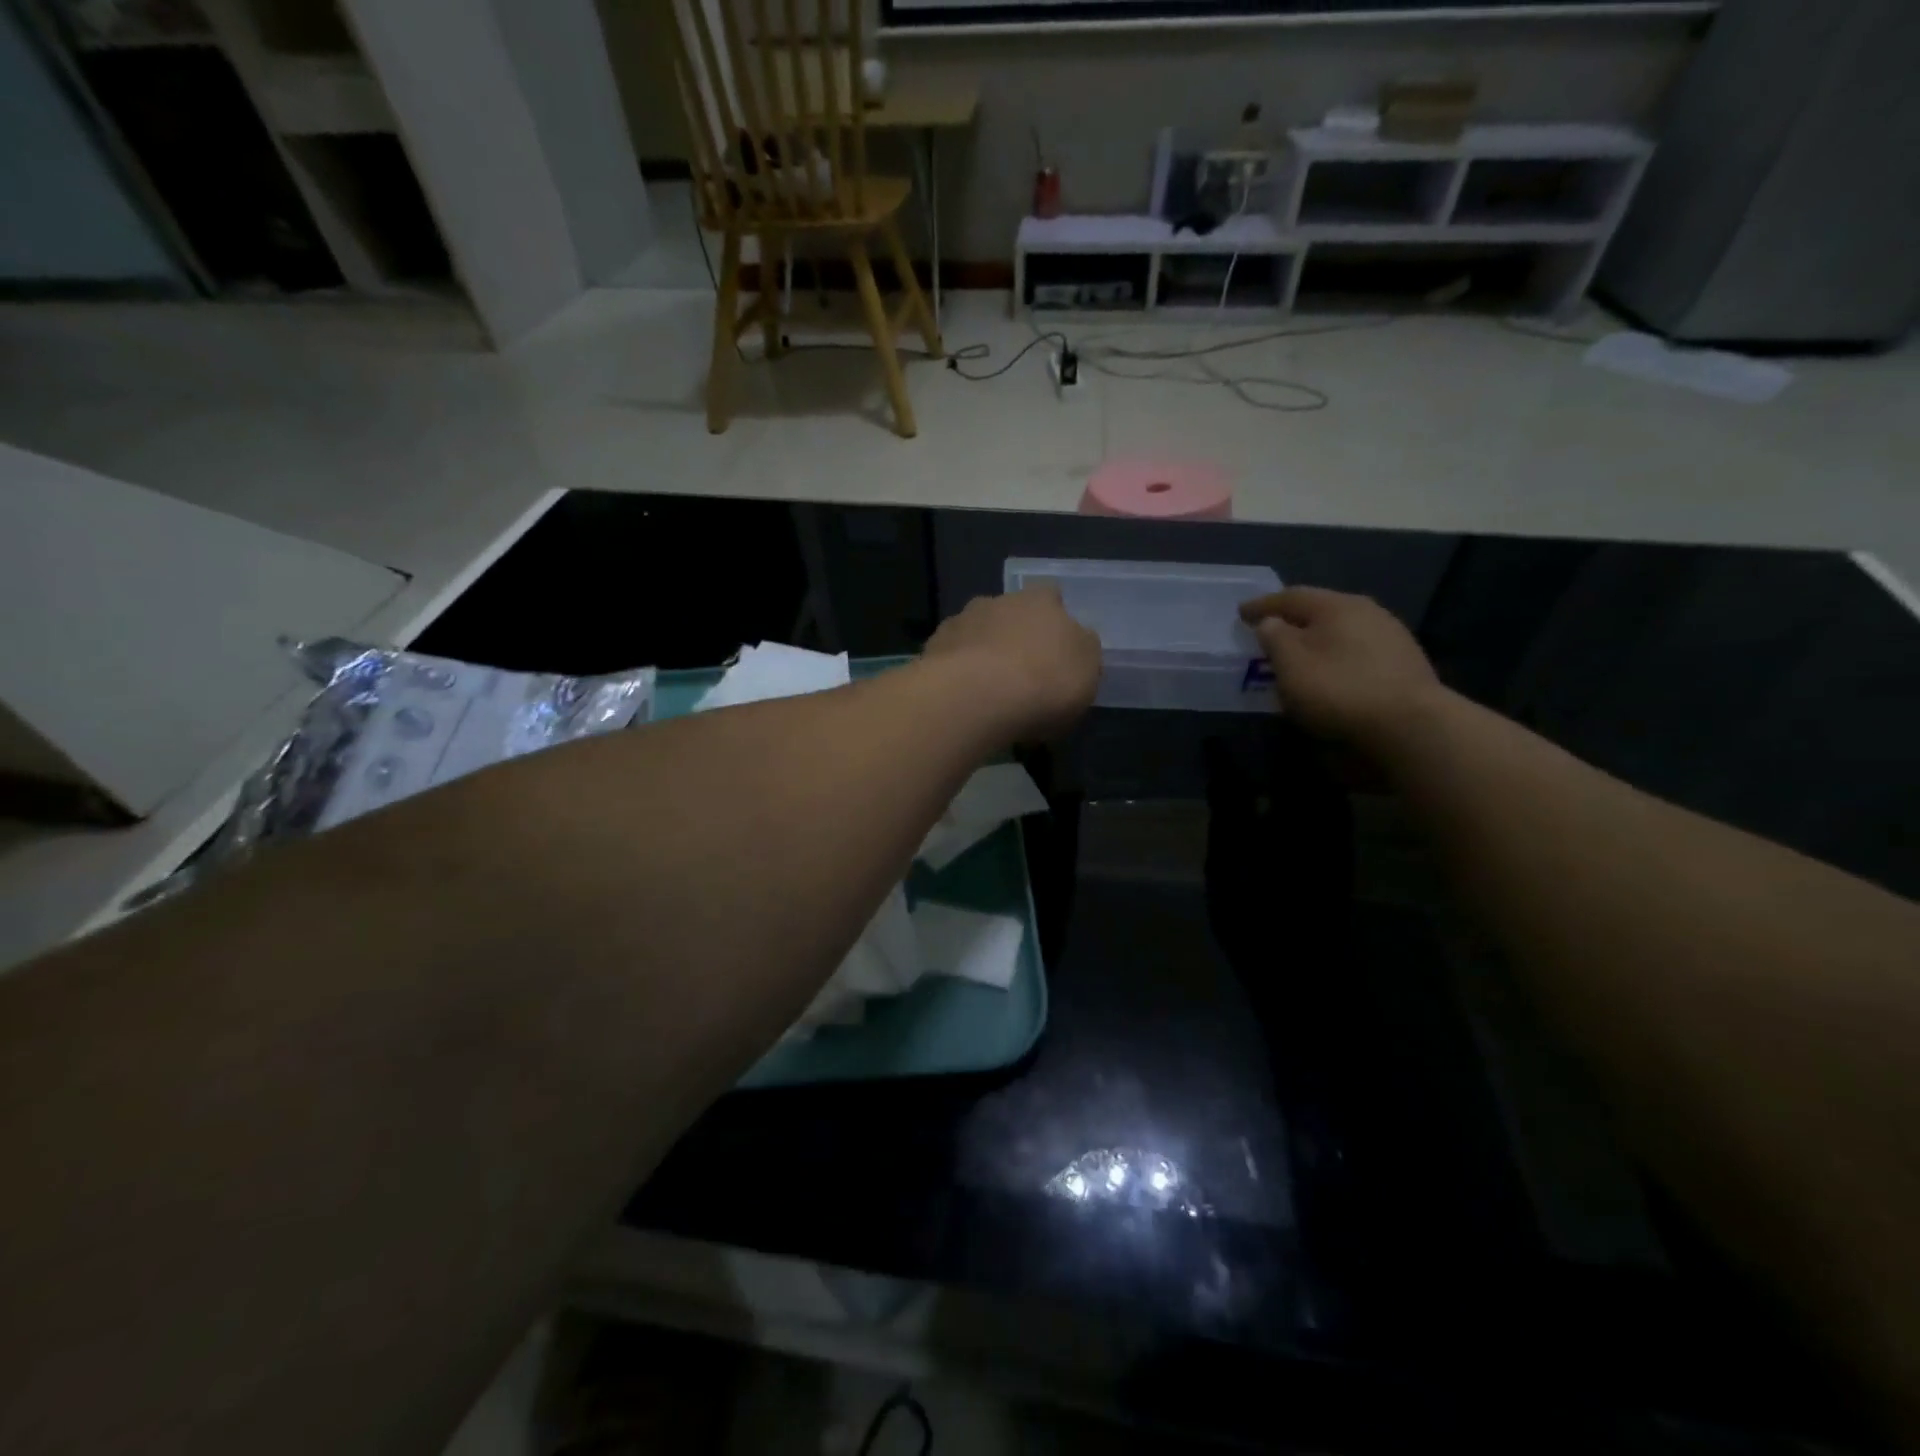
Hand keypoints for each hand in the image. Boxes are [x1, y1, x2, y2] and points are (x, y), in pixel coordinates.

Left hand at [924, 586, 1101, 740]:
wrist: (976, 697)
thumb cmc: (1045, 681)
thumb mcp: (1088, 668)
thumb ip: (1082, 649)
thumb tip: (1075, 640)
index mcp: (1041, 601)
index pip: (1051, 597)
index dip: (1054, 620)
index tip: (1055, 648)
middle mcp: (997, 602)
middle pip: (1009, 614)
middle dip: (1014, 638)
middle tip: (1021, 675)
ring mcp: (960, 623)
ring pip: (976, 635)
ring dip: (982, 655)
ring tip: (988, 693)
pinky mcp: (931, 650)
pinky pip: (950, 660)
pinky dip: (957, 675)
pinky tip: (963, 701)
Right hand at [1239, 587, 1442, 751]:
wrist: (1411, 725)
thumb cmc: (1339, 689)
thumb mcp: (1291, 664)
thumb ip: (1275, 637)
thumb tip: (1271, 622)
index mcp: (1336, 605)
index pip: (1290, 597)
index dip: (1262, 605)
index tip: (1241, 613)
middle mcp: (1367, 611)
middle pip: (1321, 609)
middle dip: (1293, 619)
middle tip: (1270, 631)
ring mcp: (1392, 636)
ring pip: (1343, 629)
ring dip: (1318, 638)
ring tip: (1300, 653)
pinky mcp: (1405, 663)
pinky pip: (1358, 650)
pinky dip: (1338, 655)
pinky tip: (1332, 671)